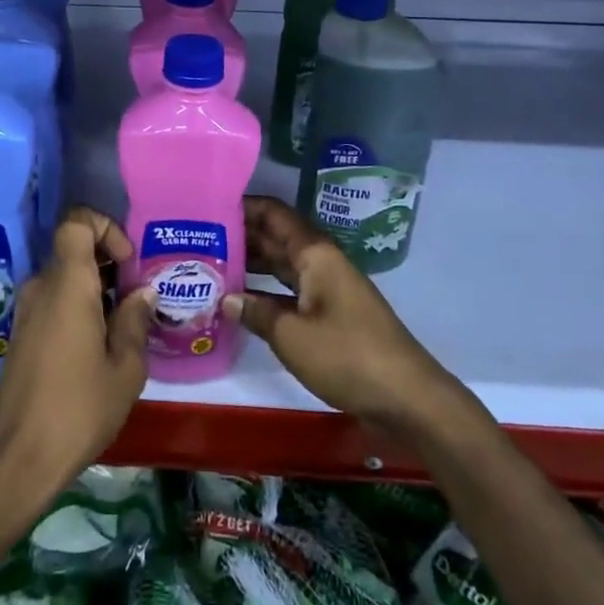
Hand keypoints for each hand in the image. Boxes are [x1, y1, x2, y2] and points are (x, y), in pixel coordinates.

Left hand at [0, 208, 156, 500]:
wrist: (20, 457)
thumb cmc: (79, 408)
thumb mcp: (125, 369)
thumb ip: (134, 321)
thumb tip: (141, 293)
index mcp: (67, 284)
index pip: (76, 222)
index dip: (105, 227)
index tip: (128, 263)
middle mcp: (41, 287)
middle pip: (73, 250)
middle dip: (108, 264)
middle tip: (136, 300)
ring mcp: (26, 311)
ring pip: (64, 278)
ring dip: (94, 290)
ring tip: (123, 328)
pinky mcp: (21, 334)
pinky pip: (53, 301)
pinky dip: (77, 308)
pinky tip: (97, 347)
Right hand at [228, 196, 470, 434]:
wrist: (407, 398)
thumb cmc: (347, 356)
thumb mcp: (292, 335)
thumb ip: (256, 312)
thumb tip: (226, 297)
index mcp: (314, 253)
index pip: (273, 214)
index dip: (242, 206)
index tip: (205, 206)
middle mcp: (319, 262)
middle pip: (274, 237)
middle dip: (238, 235)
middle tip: (196, 239)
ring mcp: (326, 288)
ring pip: (280, 265)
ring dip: (249, 264)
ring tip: (207, 266)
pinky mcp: (329, 315)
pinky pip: (289, 291)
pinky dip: (264, 292)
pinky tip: (237, 302)